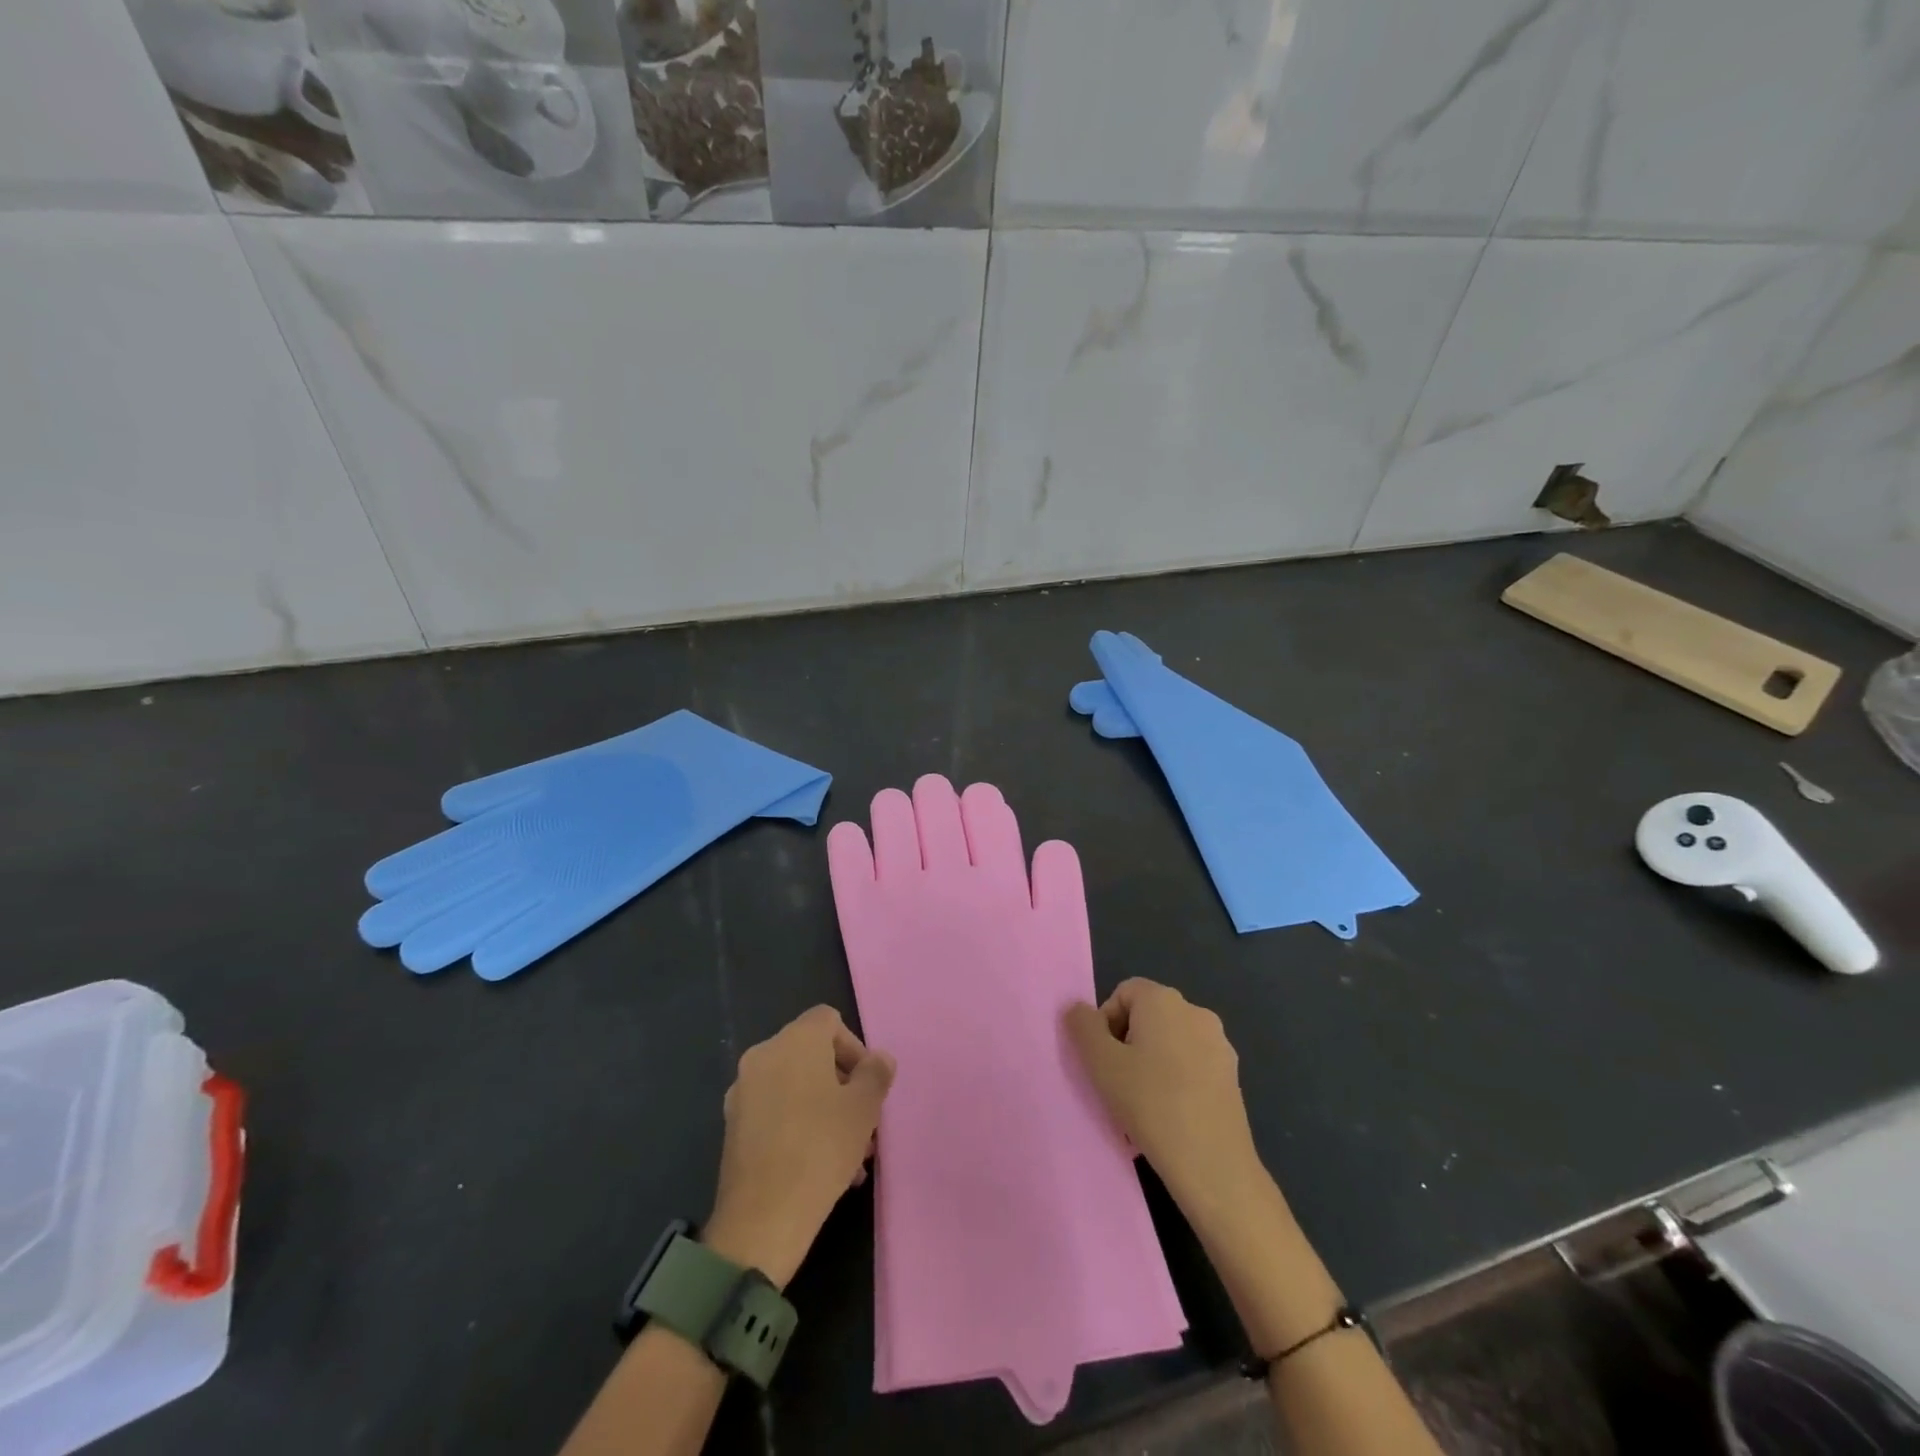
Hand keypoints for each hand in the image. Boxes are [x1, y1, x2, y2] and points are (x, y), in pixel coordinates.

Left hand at [705, 1006, 894, 1288]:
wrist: (761, 1220)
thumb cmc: (820, 1149)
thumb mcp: (864, 1109)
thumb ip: (876, 1074)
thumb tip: (878, 1059)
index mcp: (794, 1041)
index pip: (828, 1020)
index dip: (854, 1046)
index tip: (868, 1083)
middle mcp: (763, 1056)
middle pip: (812, 1054)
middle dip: (843, 1084)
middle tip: (865, 1121)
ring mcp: (743, 1092)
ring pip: (795, 1086)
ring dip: (825, 1108)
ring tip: (852, 1154)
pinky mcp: (734, 1126)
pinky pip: (776, 1111)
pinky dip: (800, 1124)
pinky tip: (822, 1166)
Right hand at [1064, 979, 1265, 1235]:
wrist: (1213, 1165)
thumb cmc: (1150, 1104)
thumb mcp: (1101, 1063)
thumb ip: (1083, 1027)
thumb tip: (1079, 1009)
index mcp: (1164, 1000)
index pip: (1124, 993)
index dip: (1105, 1022)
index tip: (1103, 1060)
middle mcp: (1195, 1011)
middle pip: (1147, 1016)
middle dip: (1127, 1044)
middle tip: (1117, 1083)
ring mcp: (1219, 1044)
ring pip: (1169, 1044)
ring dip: (1149, 1065)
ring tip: (1140, 1107)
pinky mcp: (1232, 1075)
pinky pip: (1191, 1066)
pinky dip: (1175, 1082)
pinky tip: (1168, 1118)